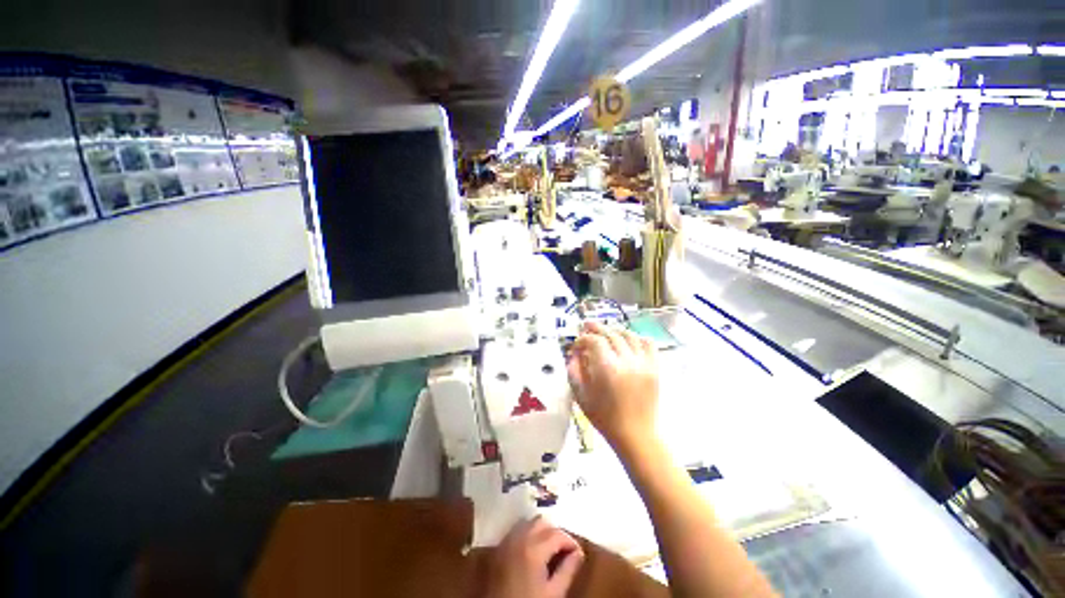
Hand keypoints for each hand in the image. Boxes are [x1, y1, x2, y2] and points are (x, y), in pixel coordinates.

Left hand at [487, 517, 583, 597]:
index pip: (558, 534)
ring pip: (529, 522)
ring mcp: (507, 540)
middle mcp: (520, 537)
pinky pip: (517, 530)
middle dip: (555, 532)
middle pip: (542, 522)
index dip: (571, 542)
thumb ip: (568, 571)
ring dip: (541, 530)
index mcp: (534, 548)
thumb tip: (579, 553)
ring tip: (550, 548)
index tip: (578, 553)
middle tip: (564, 549)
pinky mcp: (500, 547)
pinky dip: (528, 533)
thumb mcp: (553, 593)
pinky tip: (533, 548)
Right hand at [567, 321, 659, 454]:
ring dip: (614, 330)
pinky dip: (637, 337)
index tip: (576, 345)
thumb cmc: (604, 417)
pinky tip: (628, 341)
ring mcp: (644, 363)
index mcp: (607, 368)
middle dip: (596, 328)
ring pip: (629, 335)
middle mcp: (627, 361)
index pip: (594, 341)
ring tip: (606, 331)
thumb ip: (574, 370)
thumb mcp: (581, 396)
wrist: (635, 435)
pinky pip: (648, 344)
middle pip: (611, 334)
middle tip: (587, 326)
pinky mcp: (655, 368)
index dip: (583, 339)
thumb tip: (574, 353)